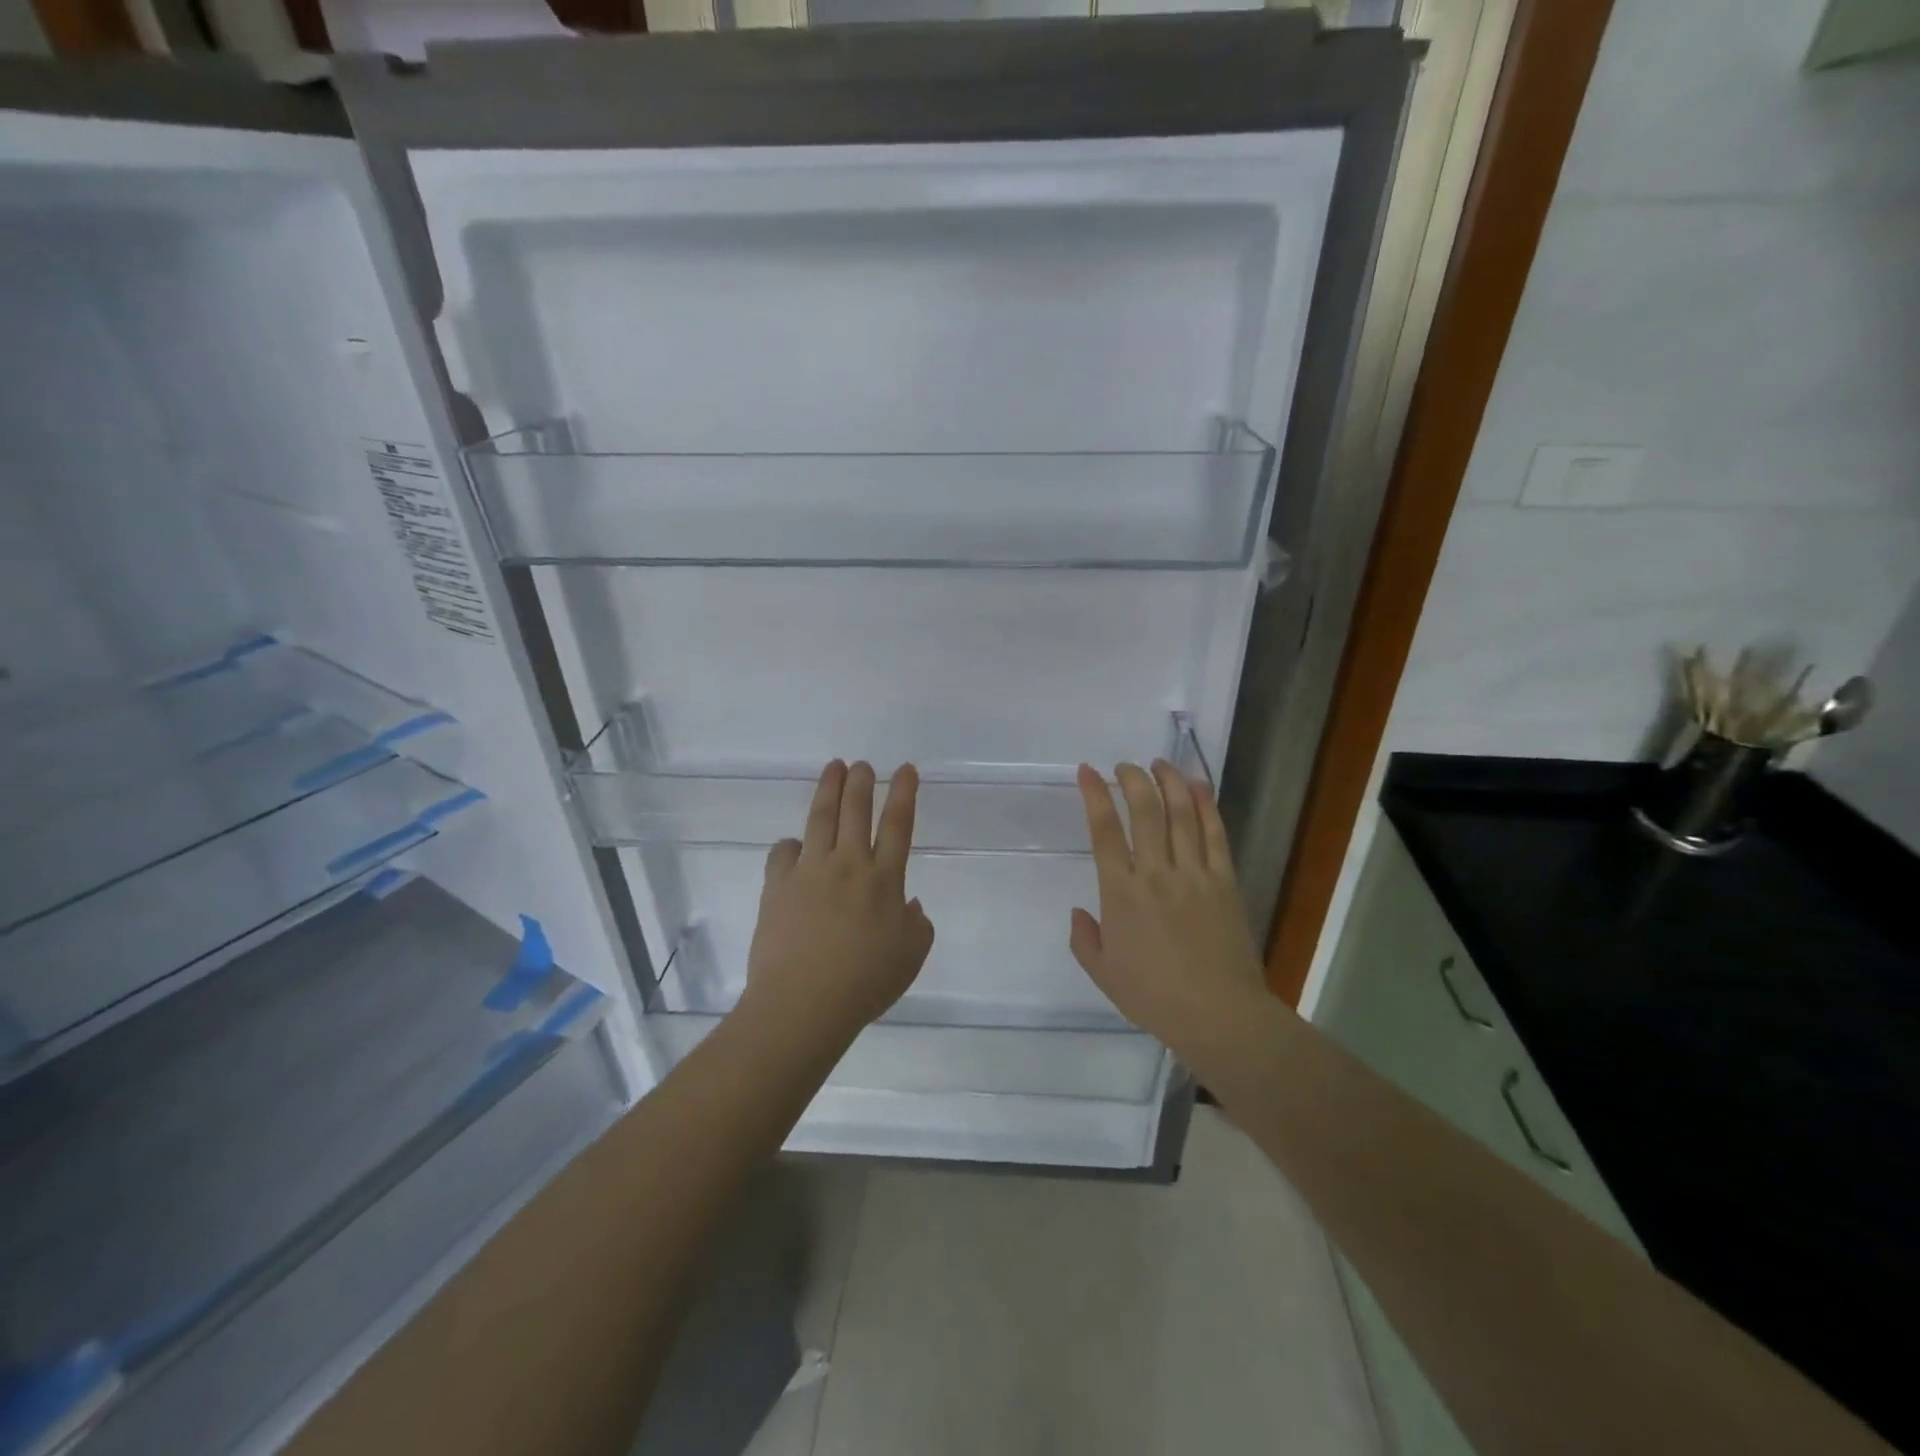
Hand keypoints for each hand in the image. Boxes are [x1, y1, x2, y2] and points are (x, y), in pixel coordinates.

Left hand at [743, 760, 934, 1042]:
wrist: (804, 1002)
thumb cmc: (865, 982)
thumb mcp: (910, 957)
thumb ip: (917, 925)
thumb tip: (910, 904)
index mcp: (885, 879)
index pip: (898, 824)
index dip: (903, 793)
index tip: (905, 769)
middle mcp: (848, 865)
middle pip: (856, 810)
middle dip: (861, 781)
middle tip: (862, 764)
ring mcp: (810, 871)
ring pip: (820, 818)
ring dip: (828, 789)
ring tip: (832, 768)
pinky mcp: (778, 886)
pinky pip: (783, 853)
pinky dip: (790, 845)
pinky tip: (793, 845)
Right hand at [1070, 760, 1267, 1055]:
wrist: (1218, 1015)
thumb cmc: (1154, 997)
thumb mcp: (1103, 974)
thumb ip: (1084, 939)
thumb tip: (1078, 911)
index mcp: (1121, 893)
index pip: (1104, 832)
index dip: (1095, 796)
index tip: (1088, 771)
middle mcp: (1156, 873)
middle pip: (1144, 811)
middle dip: (1132, 780)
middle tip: (1125, 766)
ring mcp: (1194, 874)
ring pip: (1180, 814)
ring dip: (1169, 782)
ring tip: (1159, 763)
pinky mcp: (1224, 881)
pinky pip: (1214, 834)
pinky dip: (1206, 805)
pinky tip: (1198, 786)